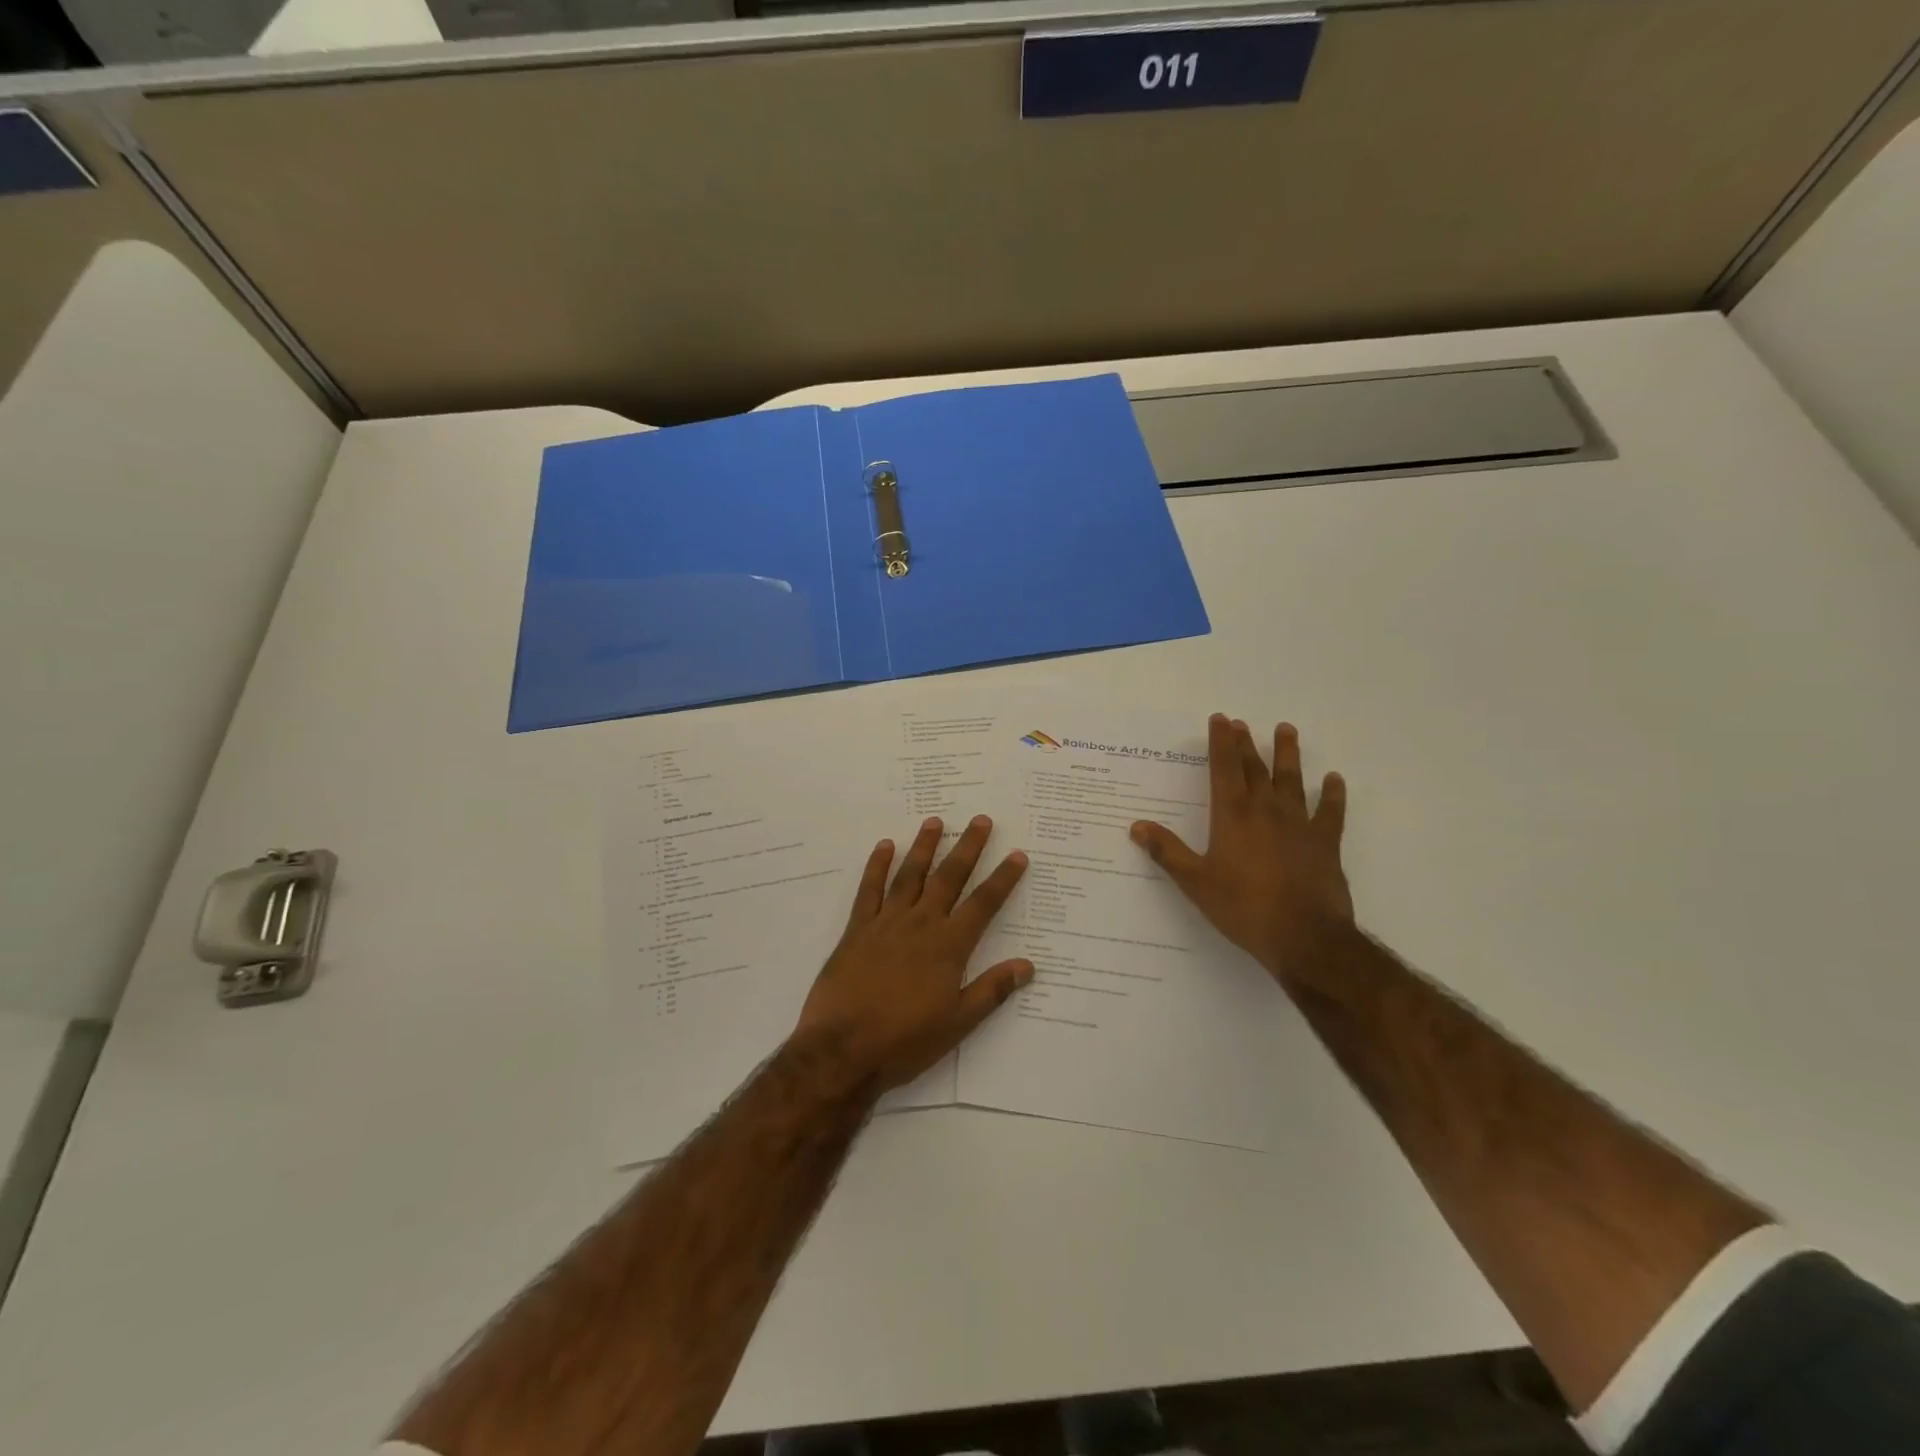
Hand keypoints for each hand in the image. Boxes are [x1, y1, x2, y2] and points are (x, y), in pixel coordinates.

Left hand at [792, 815, 1032, 1095]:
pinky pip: (869, 890)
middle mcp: (920, 924)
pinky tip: (884, 846)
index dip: (1002, 879)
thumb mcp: (958, 1023)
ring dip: (924, 847)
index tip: (1017, 855)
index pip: (983, 904)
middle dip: (967, 848)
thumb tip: (1027, 965)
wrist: (842, 1050)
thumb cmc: (905, 1041)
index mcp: (948, 946)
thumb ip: (992, 990)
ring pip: (910, 875)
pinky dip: (877, 866)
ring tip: (936, 821)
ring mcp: (886, 923)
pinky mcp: (856, 929)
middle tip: (980, 820)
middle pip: (949, 878)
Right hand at [1130, 714, 1352, 987]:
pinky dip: (1332, 794)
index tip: (1220, 719)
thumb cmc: (1243, 907)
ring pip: (1292, 780)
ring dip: (1288, 754)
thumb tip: (1137, 826)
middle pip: (1255, 768)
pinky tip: (1334, 780)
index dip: (1221, 743)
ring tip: (1286, 730)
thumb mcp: (1195, 882)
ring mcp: (1299, 824)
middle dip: (1246, 744)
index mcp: (1232, 815)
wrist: (1304, 936)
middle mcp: (1266, 810)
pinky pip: (1330, 811)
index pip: (1224, 769)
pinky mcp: (1325, 842)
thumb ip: (1168, 851)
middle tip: (1242, 723)